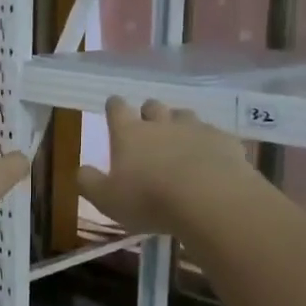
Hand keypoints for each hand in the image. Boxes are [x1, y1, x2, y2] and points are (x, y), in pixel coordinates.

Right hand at [78, 97, 257, 237]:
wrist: (210, 199)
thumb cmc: (149, 200)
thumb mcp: (107, 200)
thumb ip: (89, 183)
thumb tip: (81, 170)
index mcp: (129, 134)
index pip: (117, 109)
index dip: (114, 106)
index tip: (113, 105)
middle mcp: (161, 123)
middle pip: (153, 106)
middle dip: (149, 112)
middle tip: (148, 124)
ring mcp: (196, 128)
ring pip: (185, 115)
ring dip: (180, 124)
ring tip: (180, 140)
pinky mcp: (224, 141)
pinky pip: (214, 135)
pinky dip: (209, 143)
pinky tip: (211, 158)